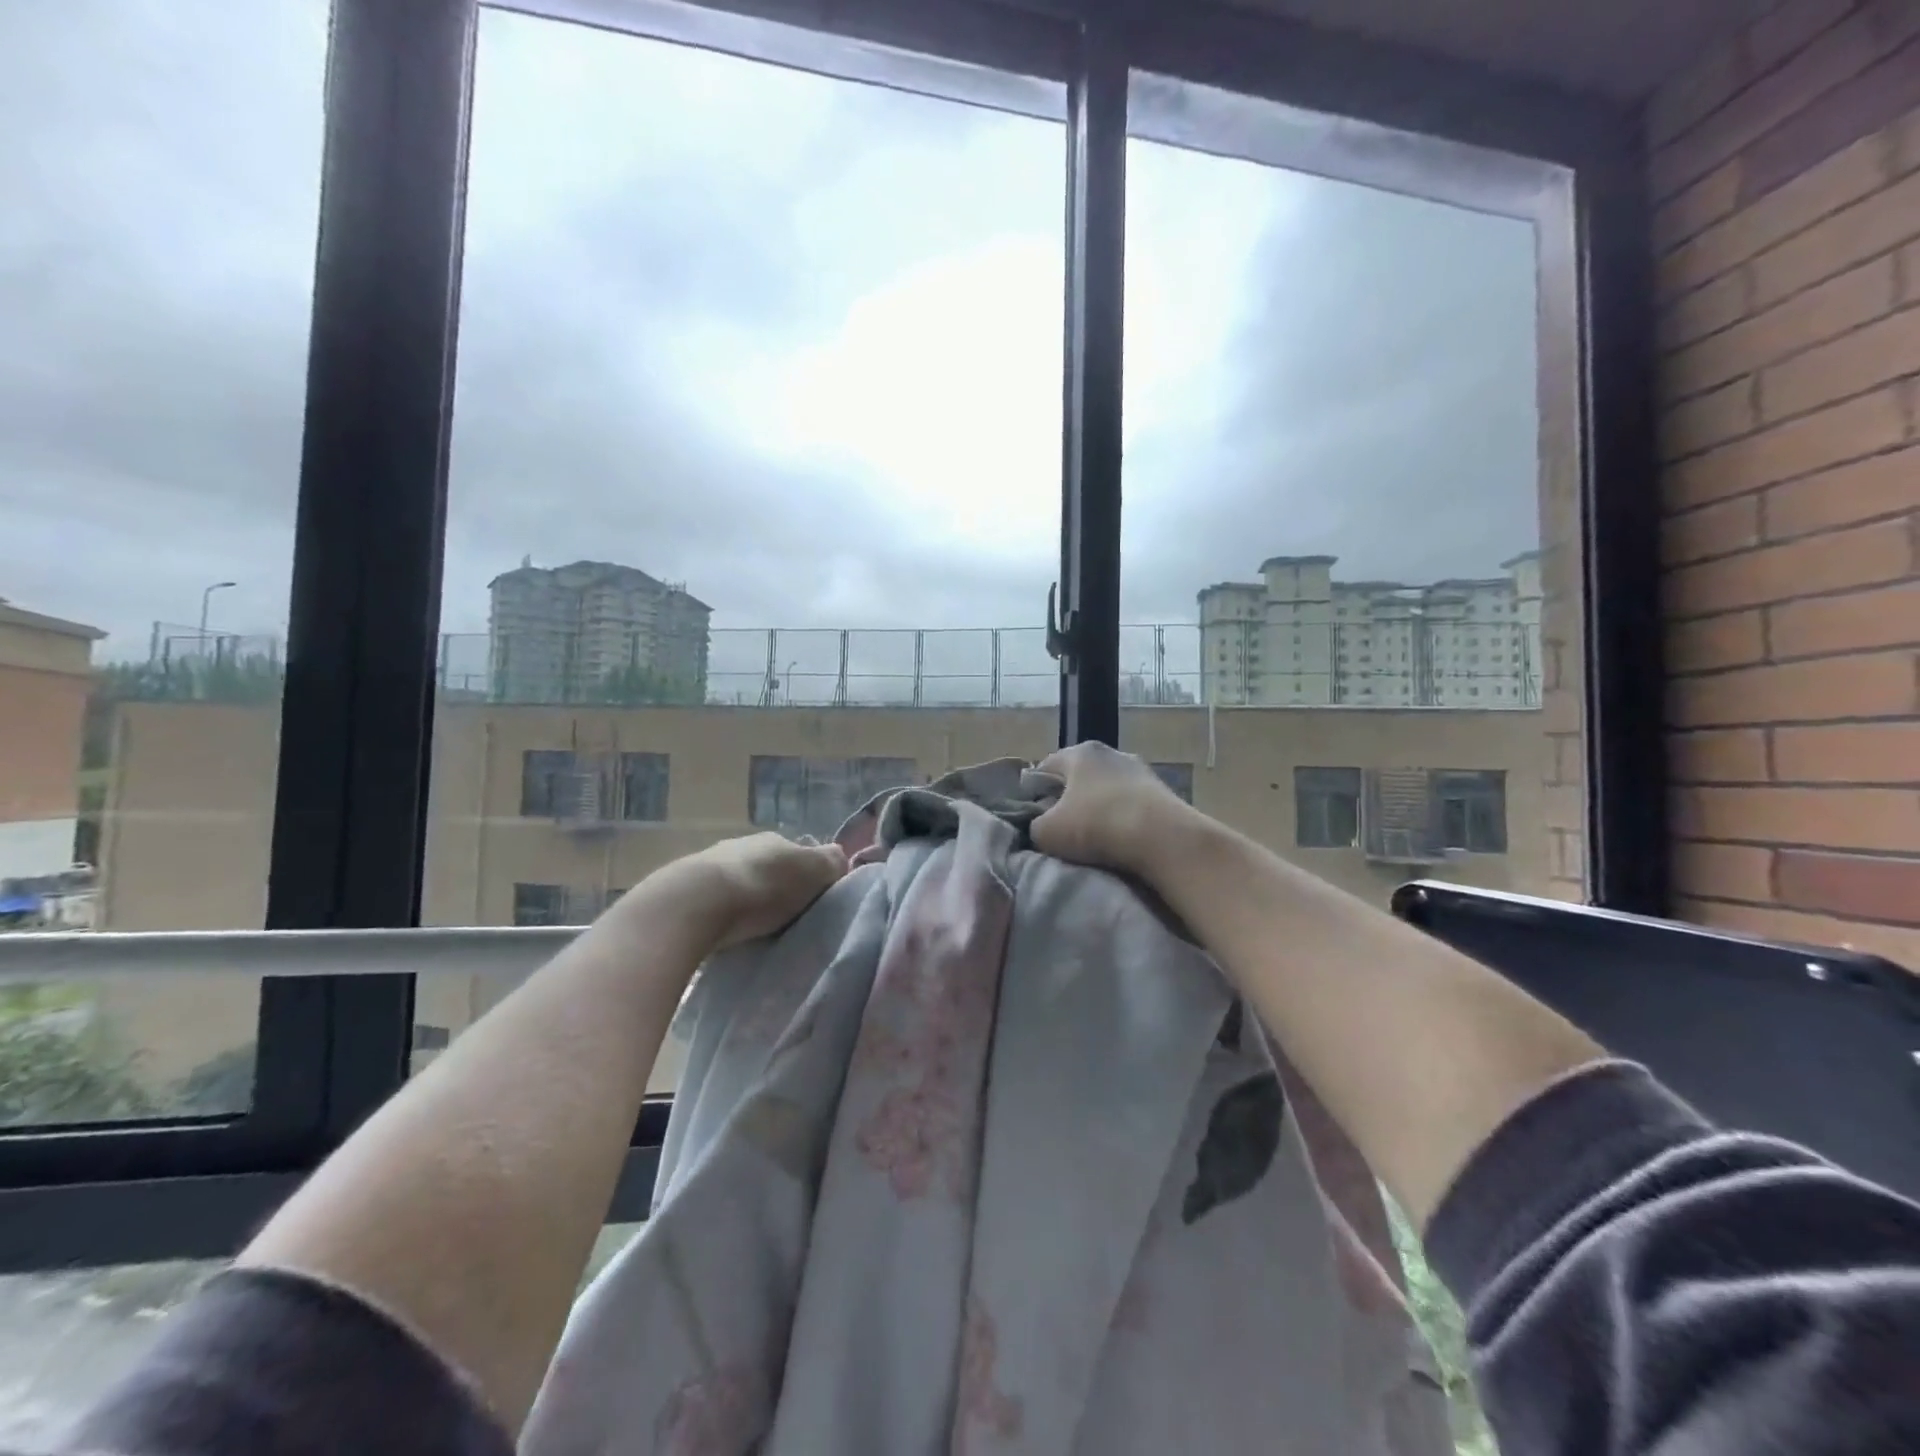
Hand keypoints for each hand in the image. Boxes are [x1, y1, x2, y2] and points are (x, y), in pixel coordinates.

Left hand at [637, 833, 849, 950]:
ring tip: (754, 929)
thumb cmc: (763, 889)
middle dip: (776, 888)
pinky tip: (725, 931)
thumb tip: (839, 858)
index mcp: (776, 839)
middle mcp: (742, 844)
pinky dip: (722, 912)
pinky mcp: (684, 890)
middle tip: (786, 919)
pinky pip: (713, 900)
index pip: (800, 853)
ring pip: (739, 882)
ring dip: (747, 901)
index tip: (813, 902)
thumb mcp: (812, 873)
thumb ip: (830, 863)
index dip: (809, 875)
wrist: (695, 905)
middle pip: (768, 867)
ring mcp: (710, 864)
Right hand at [1031, 742, 1197, 876]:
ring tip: (1093, 840)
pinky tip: (1120, 841)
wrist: (1164, 840)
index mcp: (1079, 752)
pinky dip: (1122, 819)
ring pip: (1106, 791)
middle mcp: (1111, 752)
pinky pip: (1130, 805)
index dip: (1033, 793)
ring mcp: (1140, 770)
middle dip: (1067, 802)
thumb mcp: (1046, 832)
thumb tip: (1041, 826)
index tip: (1033, 819)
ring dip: (1097, 811)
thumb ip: (1034, 825)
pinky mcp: (1163, 792)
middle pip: (1077, 778)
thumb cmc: (1096, 826)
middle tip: (1060, 831)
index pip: (1044, 768)